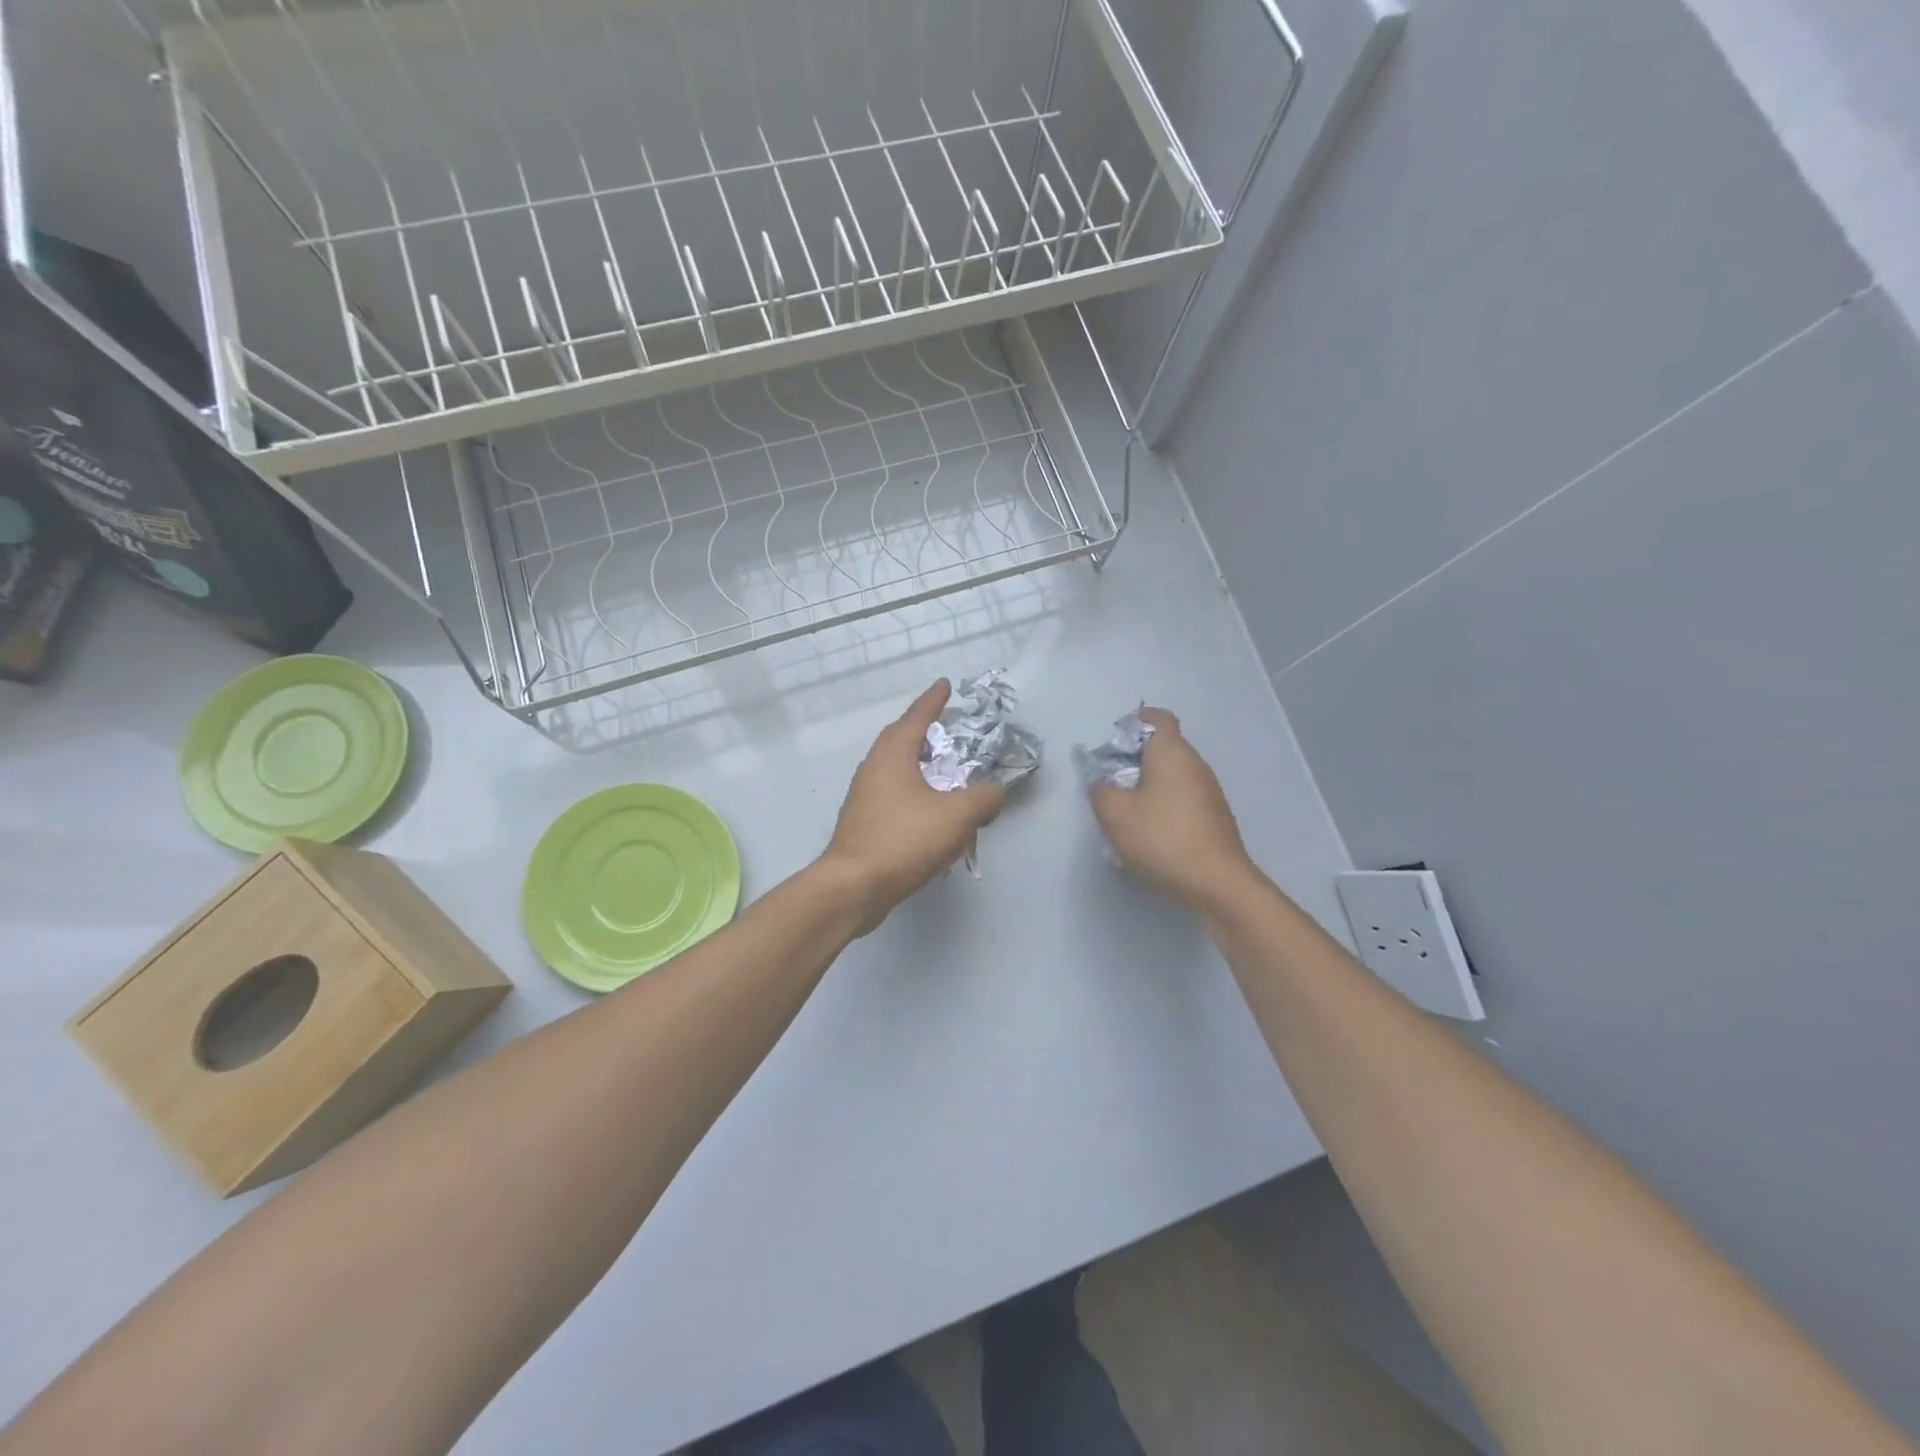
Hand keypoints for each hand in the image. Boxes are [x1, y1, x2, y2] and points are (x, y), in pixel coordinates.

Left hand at [821, 680, 1005, 932]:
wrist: (853, 887)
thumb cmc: (903, 840)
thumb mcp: (956, 816)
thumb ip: (983, 798)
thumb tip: (994, 792)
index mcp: (893, 755)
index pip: (917, 717)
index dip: (933, 700)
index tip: (944, 684)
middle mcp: (874, 769)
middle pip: (900, 740)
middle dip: (923, 731)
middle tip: (945, 728)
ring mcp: (864, 797)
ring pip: (895, 770)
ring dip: (918, 765)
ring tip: (943, 771)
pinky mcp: (863, 824)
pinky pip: (893, 797)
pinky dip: (914, 795)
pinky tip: (930, 814)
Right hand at [1090, 708, 1256, 910]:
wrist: (1217, 882)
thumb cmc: (1162, 838)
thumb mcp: (1114, 814)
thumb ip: (1101, 790)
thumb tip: (1104, 782)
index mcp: (1172, 752)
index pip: (1158, 718)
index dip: (1135, 722)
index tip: (1115, 743)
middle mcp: (1196, 764)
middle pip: (1165, 746)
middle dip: (1137, 758)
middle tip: (1112, 781)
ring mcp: (1210, 791)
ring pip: (1175, 775)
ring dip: (1151, 784)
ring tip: (1129, 811)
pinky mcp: (1216, 817)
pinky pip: (1185, 798)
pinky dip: (1167, 805)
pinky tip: (1153, 833)